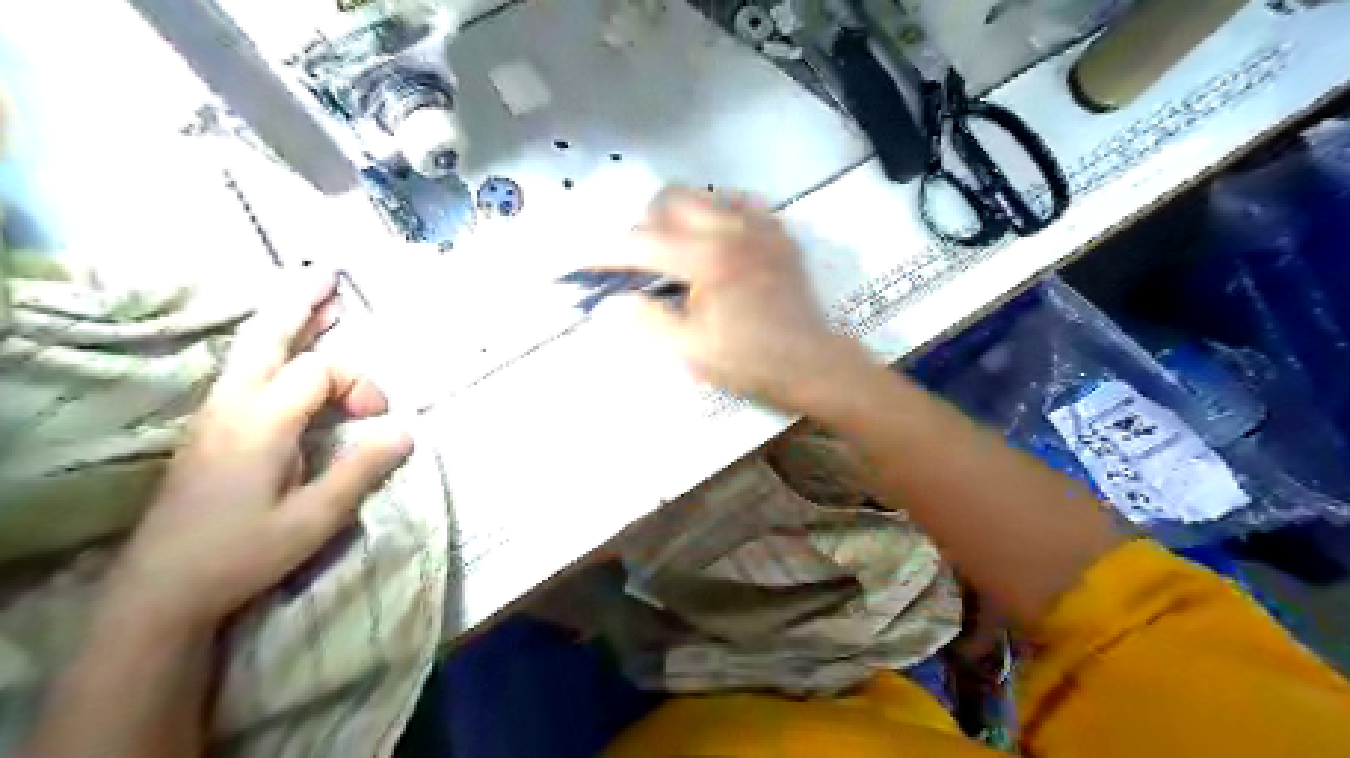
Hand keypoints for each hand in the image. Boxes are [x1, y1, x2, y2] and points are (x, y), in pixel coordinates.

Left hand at [100, 269, 410, 635]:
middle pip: (268, 337)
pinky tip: (289, 347)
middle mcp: (233, 405)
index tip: (380, 417)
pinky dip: (273, 344)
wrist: (162, 588)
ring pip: (251, 348)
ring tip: (317, 295)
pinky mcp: (211, 427)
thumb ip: (362, 469)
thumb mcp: (315, 518)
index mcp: (262, 422)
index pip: (320, 371)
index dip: (360, 383)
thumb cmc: (242, 553)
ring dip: (287, 319)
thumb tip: (408, 429)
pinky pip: (245, 368)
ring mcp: (215, 413)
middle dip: (301, 303)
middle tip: (328, 272)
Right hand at [596, 187, 869, 410]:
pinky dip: (717, 217)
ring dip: (679, 218)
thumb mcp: (690, 350)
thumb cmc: (749, 362)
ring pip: (703, 196)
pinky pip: (739, 204)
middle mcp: (732, 229)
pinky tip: (717, 244)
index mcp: (707, 259)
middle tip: (641, 261)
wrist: (811, 363)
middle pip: (669, 199)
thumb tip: (607, 303)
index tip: (582, 261)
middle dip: (644, 225)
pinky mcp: (779, 234)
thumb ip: (646, 320)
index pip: (641, 243)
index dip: (605, 253)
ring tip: (678, 253)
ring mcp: (760, 226)